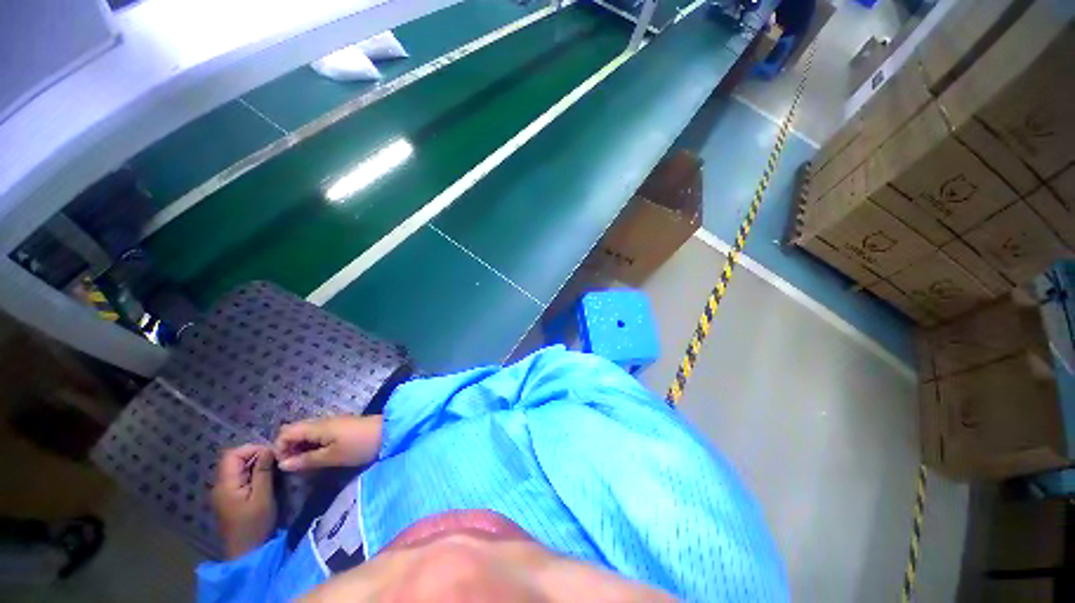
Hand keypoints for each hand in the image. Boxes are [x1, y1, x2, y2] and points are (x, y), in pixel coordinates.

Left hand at [211, 444, 276, 558]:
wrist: (246, 551)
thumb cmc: (255, 524)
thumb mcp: (263, 497)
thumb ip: (263, 472)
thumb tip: (268, 449)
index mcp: (226, 484)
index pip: (233, 454)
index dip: (252, 449)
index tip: (272, 454)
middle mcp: (220, 485)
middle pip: (233, 460)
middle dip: (255, 455)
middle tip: (275, 461)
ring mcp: (223, 492)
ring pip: (237, 468)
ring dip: (254, 464)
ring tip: (272, 469)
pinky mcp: (229, 498)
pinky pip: (238, 477)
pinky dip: (251, 473)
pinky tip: (264, 480)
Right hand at [275, 415, 382, 471]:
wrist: (388, 432)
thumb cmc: (359, 445)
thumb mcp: (332, 456)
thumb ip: (306, 460)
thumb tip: (282, 464)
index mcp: (317, 426)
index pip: (286, 432)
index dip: (280, 448)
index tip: (286, 465)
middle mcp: (322, 421)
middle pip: (295, 430)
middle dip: (289, 448)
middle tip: (295, 466)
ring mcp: (333, 422)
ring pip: (307, 432)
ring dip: (301, 447)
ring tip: (306, 463)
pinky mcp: (341, 426)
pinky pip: (319, 433)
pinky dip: (313, 444)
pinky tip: (319, 456)